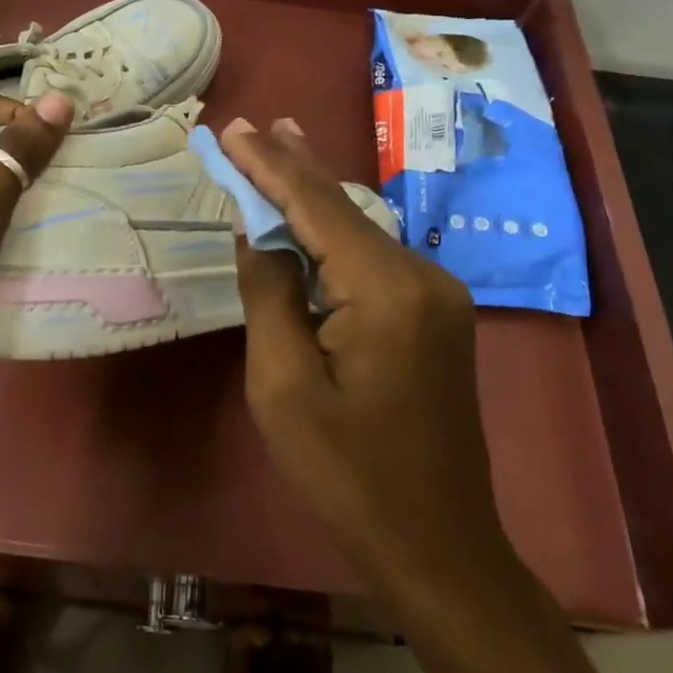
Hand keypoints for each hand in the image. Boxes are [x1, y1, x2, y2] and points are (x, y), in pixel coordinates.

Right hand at [220, 117, 516, 600]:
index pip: (316, 206)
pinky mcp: (436, 316)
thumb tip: (257, 231)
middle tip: (257, 125)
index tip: (232, 130)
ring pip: (361, 230)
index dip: (269, 165)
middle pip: (345, 207)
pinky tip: (312, 216)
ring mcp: (437, 295)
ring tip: (280, 147)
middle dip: (294, 165)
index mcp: (386, 289)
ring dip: (314, 195)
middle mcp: (422, 276)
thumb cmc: (347, 474)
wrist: (439, 547)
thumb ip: (269, 294)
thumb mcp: (282, 386)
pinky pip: (374, 259)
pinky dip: (334, 234)